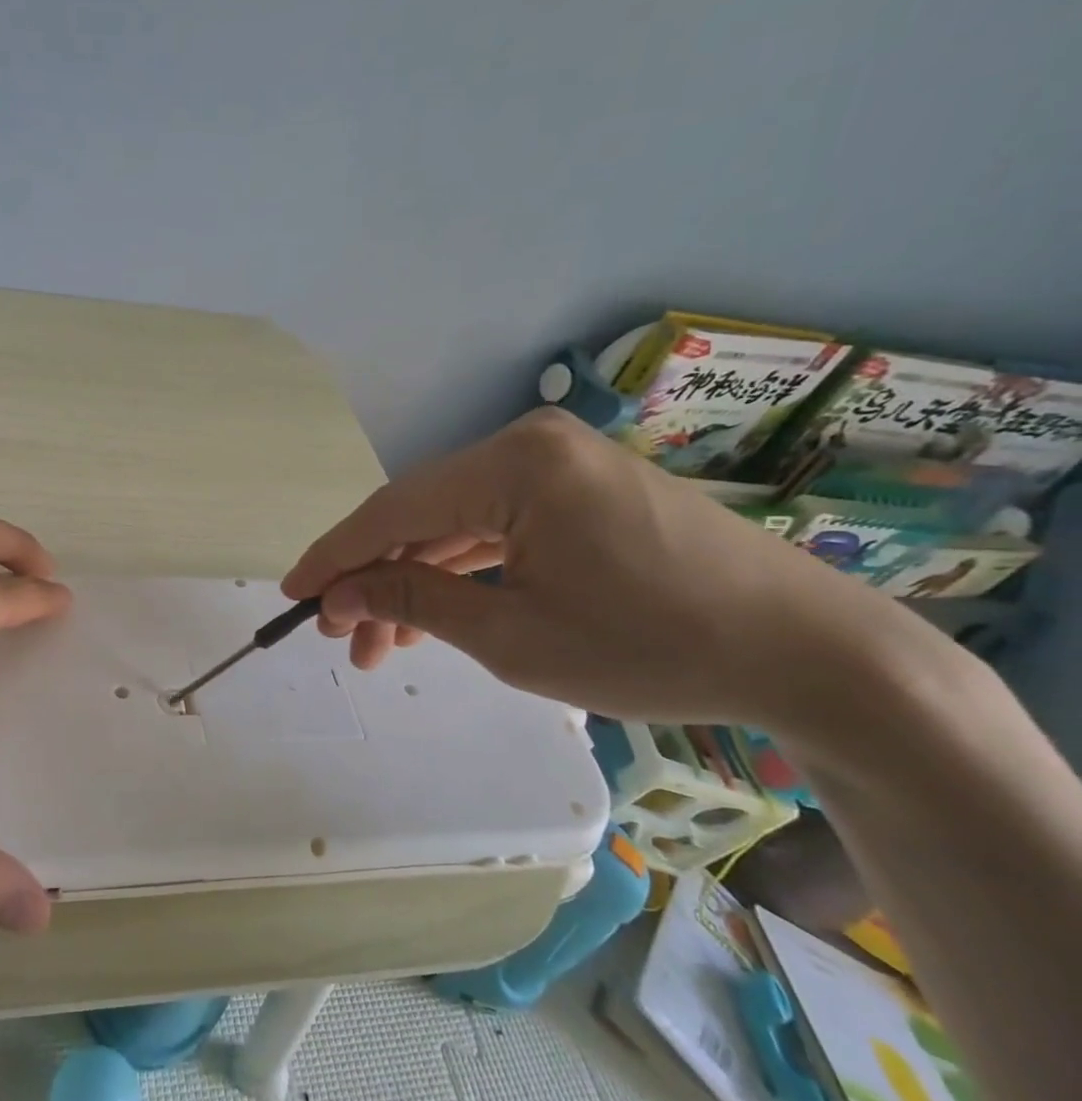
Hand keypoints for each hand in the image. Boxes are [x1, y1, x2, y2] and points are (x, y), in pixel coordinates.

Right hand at [280, 408, 903, 726]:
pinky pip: (497, 527)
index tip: (290, 595)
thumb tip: (338, 595)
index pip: (393, 509)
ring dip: (415, 581)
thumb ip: (413, 601)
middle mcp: (529, 445)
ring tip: (380, 645)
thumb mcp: (511, 636)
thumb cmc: (651, 646)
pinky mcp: (581, 489)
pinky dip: (461, 571)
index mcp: (513, 465)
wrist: (809, 654)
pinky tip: (433, 614)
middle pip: (421, 514)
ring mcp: (559, 464)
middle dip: (375, 578)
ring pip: (455, 524)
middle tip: (338, 635)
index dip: (334, 556)